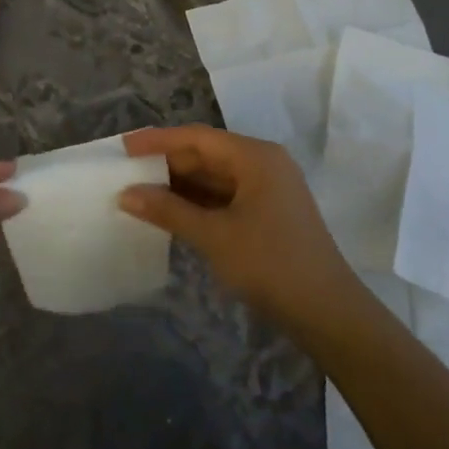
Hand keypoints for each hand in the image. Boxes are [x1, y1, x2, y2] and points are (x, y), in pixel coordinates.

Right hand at [119, 126, 356, 328]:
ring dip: (181, 185)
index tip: (123, 147)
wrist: (325, 310)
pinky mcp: (269, 212)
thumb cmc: (269, 263)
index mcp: (255, 157)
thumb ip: (168, 210)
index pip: (197, 137)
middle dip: (167, 164)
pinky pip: (226, 196)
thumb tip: (126, 193)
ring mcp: (269, 188)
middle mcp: (264, 163)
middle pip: (207, 154)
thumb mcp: (213, 235)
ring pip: (216, 177)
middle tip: (126, 173)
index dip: (157, 141)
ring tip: (140, 192)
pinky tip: (171, 212)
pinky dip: (198, 202)